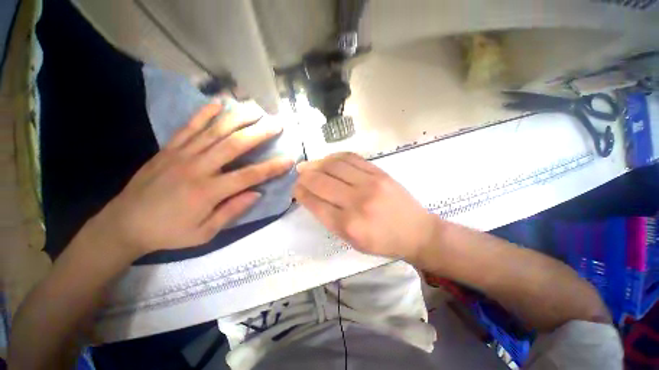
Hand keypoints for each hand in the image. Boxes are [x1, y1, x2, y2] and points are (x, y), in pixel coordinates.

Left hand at [86, 101, 293, 257]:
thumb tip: (257, 193)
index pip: (249, 176)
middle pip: (234, 145)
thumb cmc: (169, 232)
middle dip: (259, 132)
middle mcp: (197, 168)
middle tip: (276, 123)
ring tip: (255, 108)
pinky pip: (189, 126)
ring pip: (214, 130)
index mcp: (208, 192)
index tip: (290, 159)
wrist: (124, 224)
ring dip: (238, 117)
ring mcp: (181, 154)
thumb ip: (232, 211)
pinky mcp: (169, 148)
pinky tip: (219, 102)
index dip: (272, 167)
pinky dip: (204, 113)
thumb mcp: (204, 233)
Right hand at [294, 152, 435, 260]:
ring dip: (317, 164)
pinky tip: (328, 160)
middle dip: (304, 177)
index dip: (301, 193)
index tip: (295, 189)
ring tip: (310, 166)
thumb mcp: (352, 241)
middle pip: (321, 181)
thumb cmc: (383, 242)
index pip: (315, 203)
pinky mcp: (379, 172)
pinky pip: (351, 158)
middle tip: (299, 176)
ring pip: (334, 165)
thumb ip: (330, 219)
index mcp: (349, 225)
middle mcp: (357, 202)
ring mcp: (370, 183)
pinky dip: (334, 157)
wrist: (416, 231)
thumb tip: (312, 197)